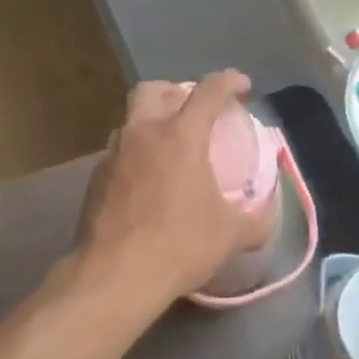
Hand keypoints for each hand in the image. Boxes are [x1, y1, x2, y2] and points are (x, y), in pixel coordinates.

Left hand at [74, 71, 272, 315]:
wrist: (115, 276)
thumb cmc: (179, 246)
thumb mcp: (230, 236)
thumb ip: (254, 223)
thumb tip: (265, 223)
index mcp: (180, 137)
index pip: (208, 91)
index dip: (229, 82)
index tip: (242, 86)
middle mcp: (142, 135)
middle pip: (151, 90)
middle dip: (173, 91)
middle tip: (190, 110)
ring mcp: (112, 156)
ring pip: (129, 123)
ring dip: (149, 126)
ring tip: (166, 151)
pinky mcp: (93, 182)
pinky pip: (117, 156)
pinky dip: (134, 159)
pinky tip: (144, 186)